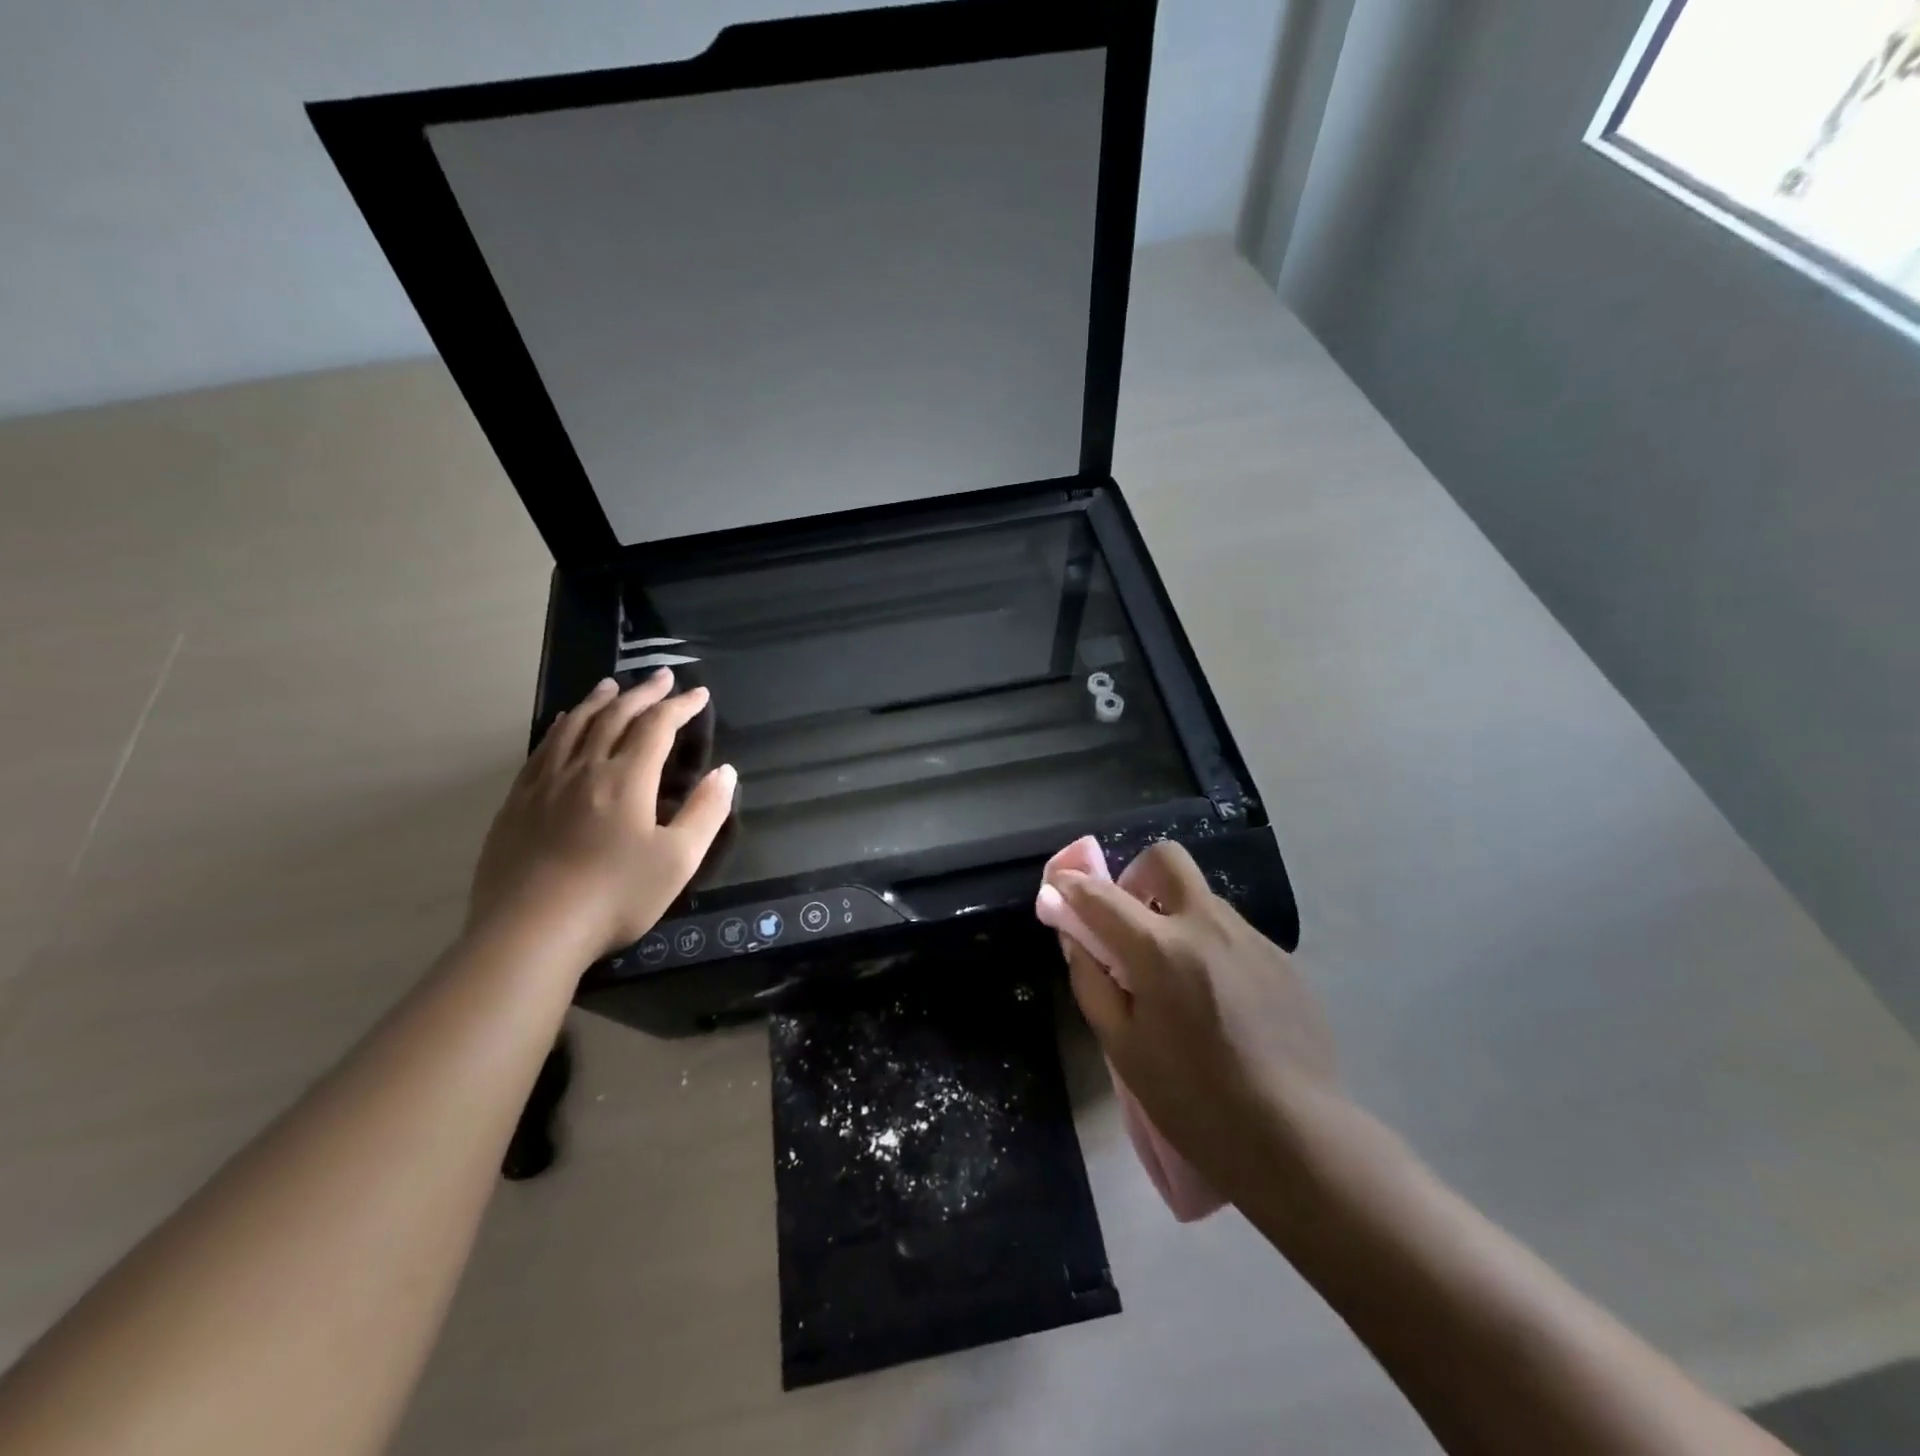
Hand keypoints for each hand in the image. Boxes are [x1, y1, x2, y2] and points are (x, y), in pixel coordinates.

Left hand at [468, 672, 735, 957]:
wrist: (531, 931)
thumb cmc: (615, 896)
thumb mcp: (678, 860)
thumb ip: (706, 812)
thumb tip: (725, 772)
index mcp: (626, 779)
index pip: (657, 727)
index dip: (681, 706)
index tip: (699, 694)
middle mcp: (585, 768)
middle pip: (615, 716)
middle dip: (643, 693)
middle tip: (662, 677)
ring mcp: (545, 783)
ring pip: (575, 726)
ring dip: (599, 701)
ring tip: (613, 685)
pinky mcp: (518, 802)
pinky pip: (543, 749)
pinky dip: (561, 726)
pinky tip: (565, 723)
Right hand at [1053, 841, 1337, 1199]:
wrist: (1296, 1137)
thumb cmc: (1193, 1099)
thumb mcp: (1123, 1047)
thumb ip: (1091, 981)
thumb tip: (1075, 937)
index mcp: (1160, 949)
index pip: (1101, 895)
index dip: (1071, 885)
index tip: (1060, 887)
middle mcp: (1207, 926)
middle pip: (1165, 859)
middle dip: (1137, 875)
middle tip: (1132, 921)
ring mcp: (1251, 938)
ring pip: (1202, 898)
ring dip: (1176, 916)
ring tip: (1179, 979)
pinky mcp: (1282, 958)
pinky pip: (1233, 933)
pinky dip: (1210, 946)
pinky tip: (1220, 1001)